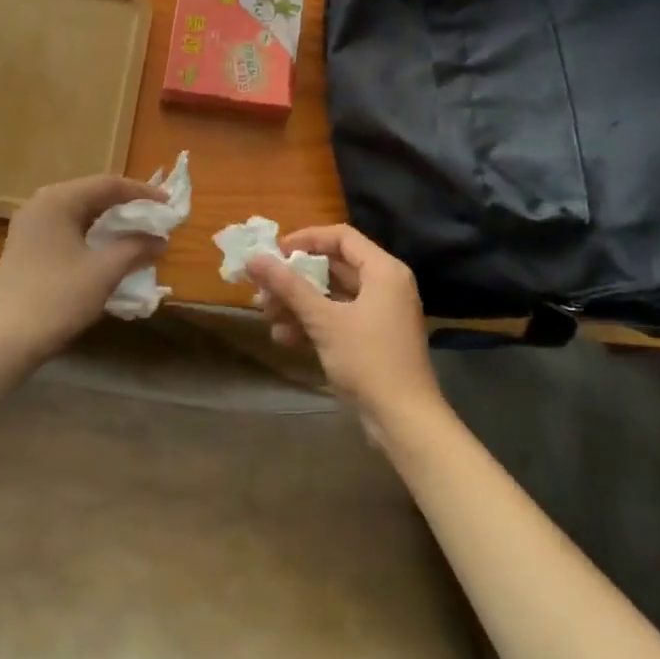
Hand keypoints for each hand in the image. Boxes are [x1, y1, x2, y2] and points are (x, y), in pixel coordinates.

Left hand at [0, 174, 165, 362]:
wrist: (5, 341)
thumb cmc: (58, 298)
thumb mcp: (105, 271)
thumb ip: (136, 248)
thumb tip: (160, 240)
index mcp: (58, 199)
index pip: (108, 185)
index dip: (143, 193)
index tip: (169, 205)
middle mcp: (40, 204)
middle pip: (93, 195)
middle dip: (127, 207)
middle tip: (156, 218)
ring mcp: (29, 226)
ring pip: (80, 214)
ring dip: (110, 223)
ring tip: (138, 234)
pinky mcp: (26, 247)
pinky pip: (67, 229)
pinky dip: (92, 235)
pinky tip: (108, 251)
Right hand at [245, 225, 445, 444]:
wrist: (404, 421)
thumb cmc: (368, 360)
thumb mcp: (324, 320)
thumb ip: (289, 287)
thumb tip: (254, 259)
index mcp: (383, 270)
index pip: (341, 237)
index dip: (306, 239)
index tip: (274, 252)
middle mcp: (385, 285)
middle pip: (335, 266)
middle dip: (296, 276)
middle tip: (263, 285)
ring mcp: (380, 313)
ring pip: (333, 295)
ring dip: (299, 302)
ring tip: (266, 313)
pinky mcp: (374, 338)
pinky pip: (339, 318)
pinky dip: (314, 323)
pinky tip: (284, 337)